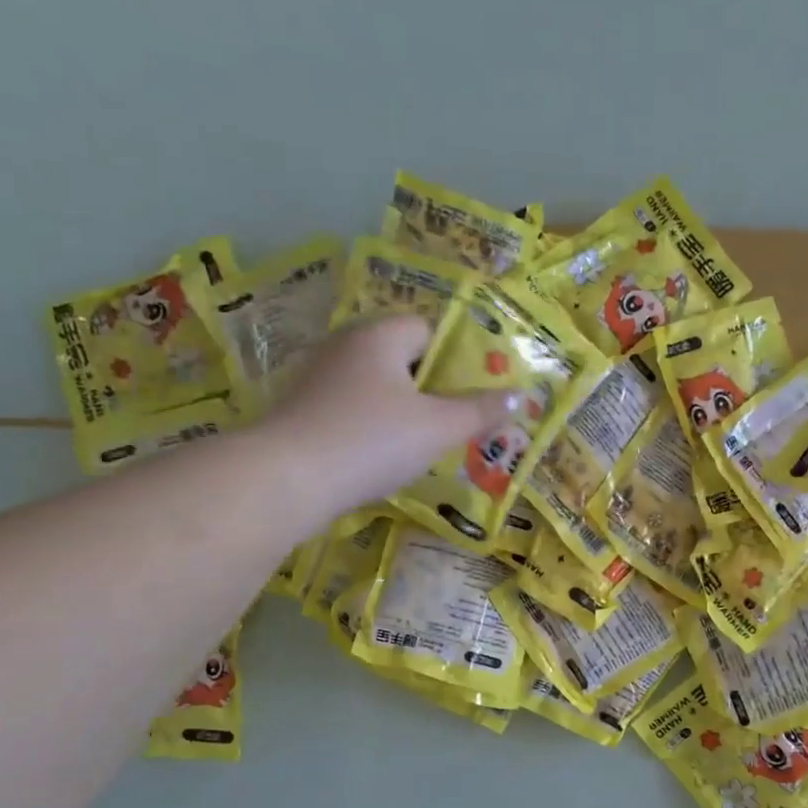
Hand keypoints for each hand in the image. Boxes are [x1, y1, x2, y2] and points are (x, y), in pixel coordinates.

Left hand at [254, 315, 516, 515]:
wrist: (288, 479)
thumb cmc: (373, 440)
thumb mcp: (438, 428)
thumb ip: (480, 412)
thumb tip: (519, 397)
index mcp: (379, 336)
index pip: (427, 329)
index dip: (454, 357)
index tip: (472, 391)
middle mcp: (345, 346)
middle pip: (401, 357)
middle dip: (431, 386)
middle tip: (456, 419)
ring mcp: (319, 378)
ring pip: (376, 386)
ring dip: (402, 409)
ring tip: (426, 442)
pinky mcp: (303, 411)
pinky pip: (352, 409)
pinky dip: (372, 426)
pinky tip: (384, 456)